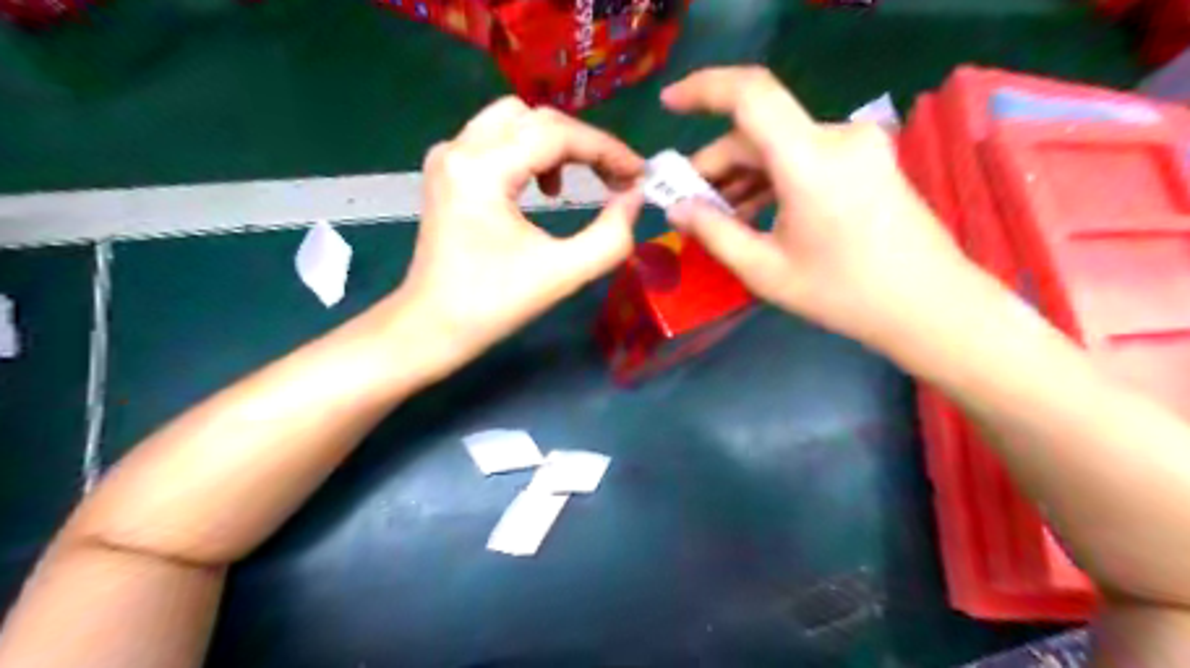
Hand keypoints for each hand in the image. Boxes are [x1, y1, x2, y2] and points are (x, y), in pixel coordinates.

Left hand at [395, 95, 647, 366]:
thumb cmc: (494, 305)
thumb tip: (634, 197)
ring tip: (575, 185)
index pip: (557, 135)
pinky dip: (530, 151)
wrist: (432, 326)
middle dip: (584, 144)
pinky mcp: (447, 170)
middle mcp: (460, 149)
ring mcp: (448, 156)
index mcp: (482, 170)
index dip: (607, 150)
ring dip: (556, 144)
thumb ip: (611, 236)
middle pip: (537, 118)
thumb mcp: (563, 274)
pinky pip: (497, 138)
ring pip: (516, 121)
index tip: (639, 174)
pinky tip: (542, 188)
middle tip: (616, 179)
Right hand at [660, 69, 976, 348]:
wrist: (929, 305)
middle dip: (717, 164)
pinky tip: (754, 212)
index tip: (667, 104)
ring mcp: (856, 145)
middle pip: (758, 131)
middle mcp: (837, 137)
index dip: (702, 89)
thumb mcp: (766, 270)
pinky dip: (772, 178)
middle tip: (689, 203)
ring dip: (742, 175)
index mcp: (811, 160)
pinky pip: (803, 156)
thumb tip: (677, 208)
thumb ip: (714, 233)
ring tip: (718, 217)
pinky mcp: (865, 158)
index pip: (750, 95)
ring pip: (778, 145)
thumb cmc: (843, 294)